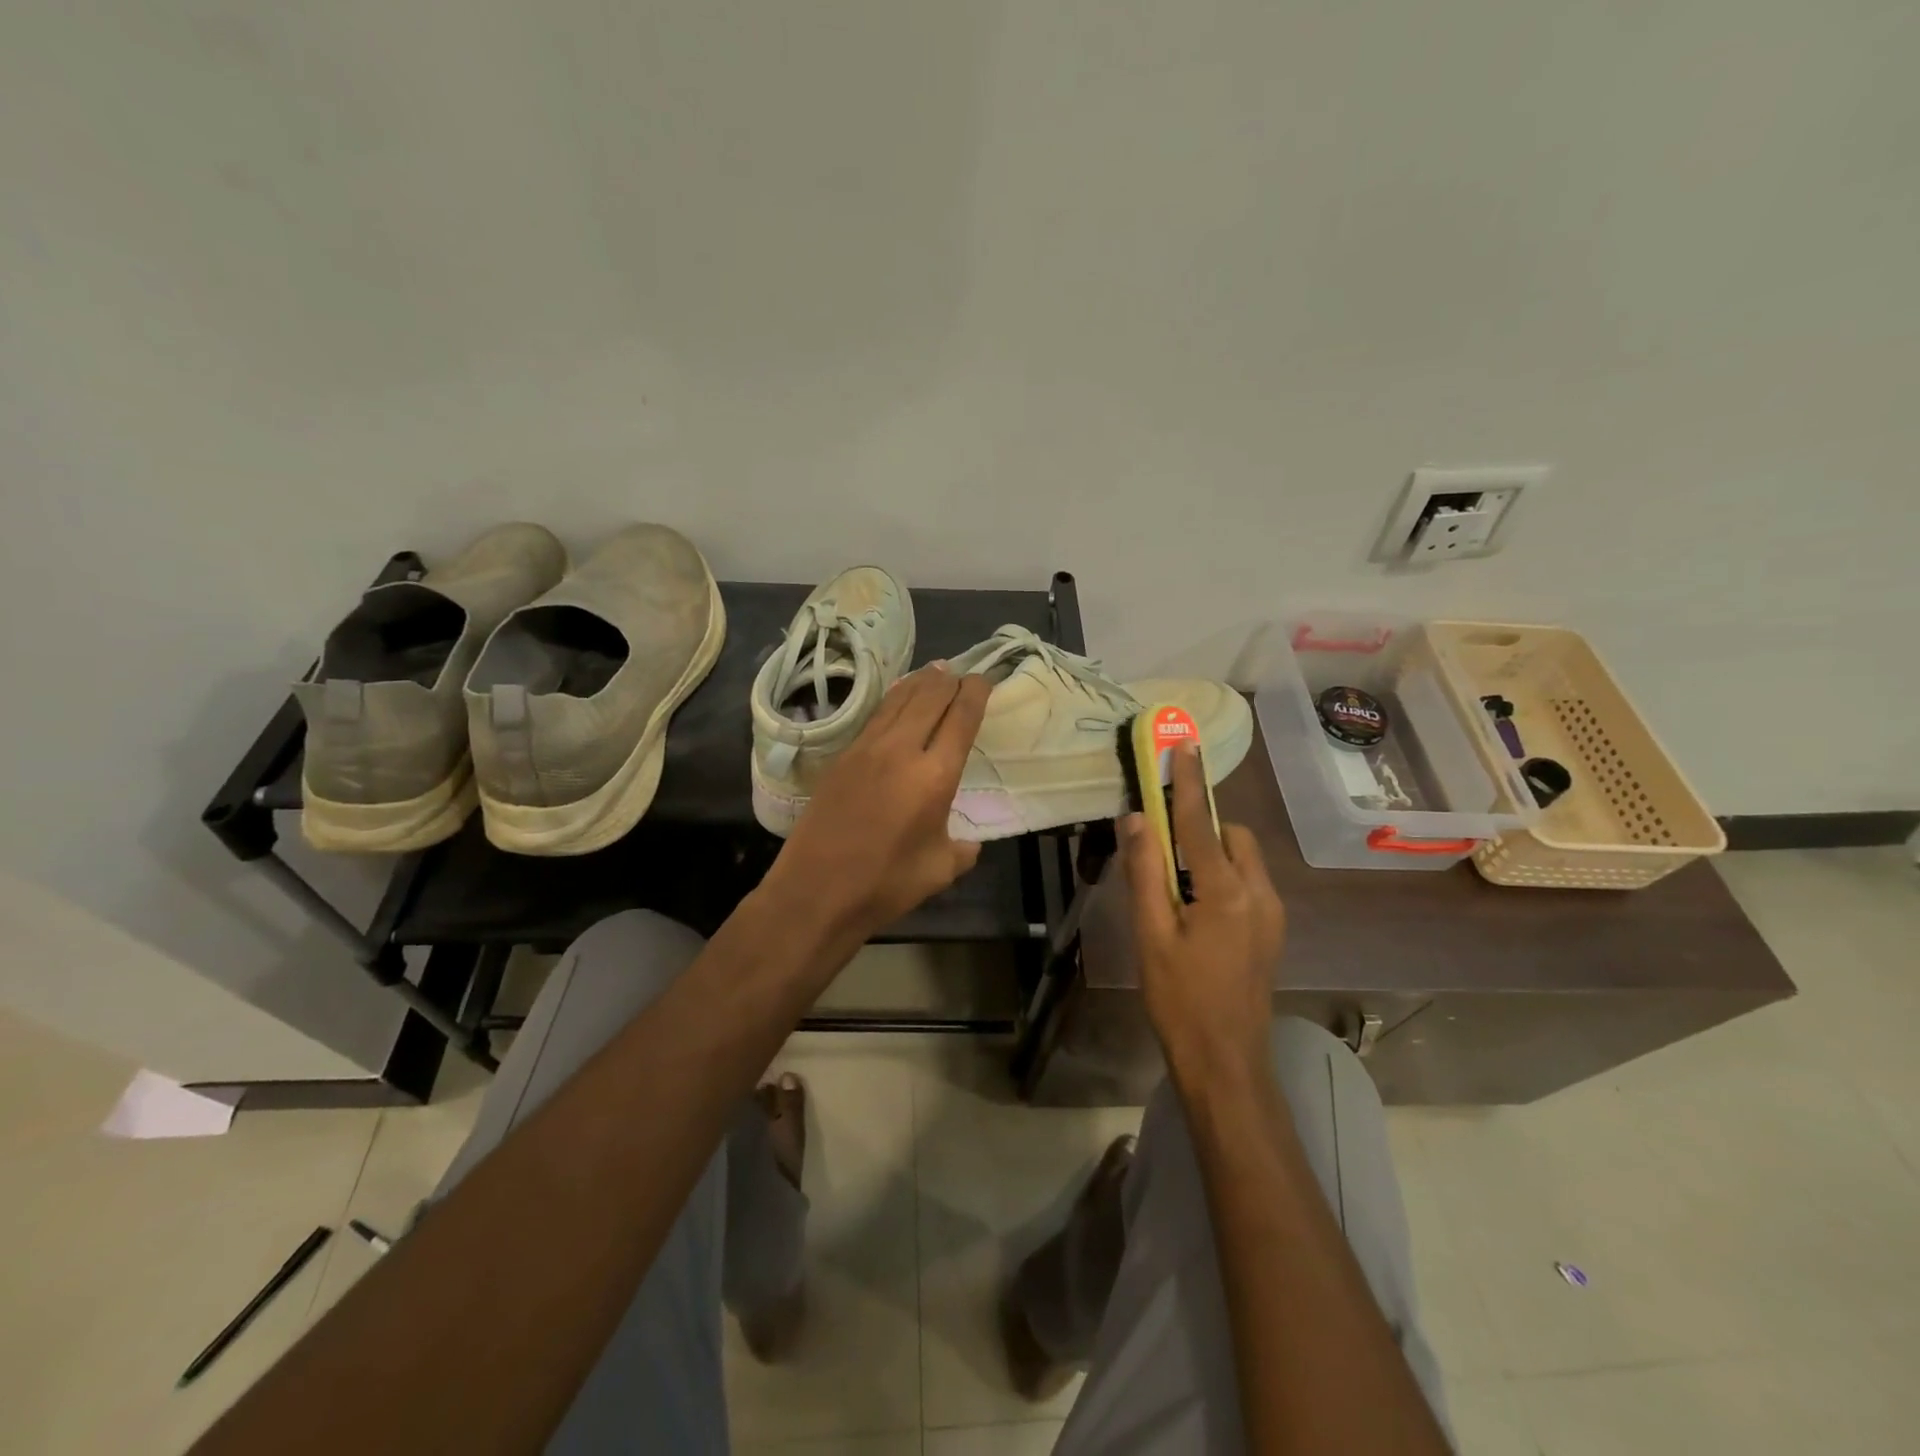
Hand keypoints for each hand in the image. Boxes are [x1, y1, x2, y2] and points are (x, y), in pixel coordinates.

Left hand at [767, 664, 990, 940]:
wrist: (816, 890)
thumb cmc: (885, 884)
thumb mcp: (939, 870)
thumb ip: (961, 850)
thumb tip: (967, 843)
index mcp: (935, 776)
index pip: (961, 717)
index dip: (976, 693)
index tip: (984, 680)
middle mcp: (902, 750)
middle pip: (930, 698)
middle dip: (950, 681)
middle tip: (962, 674)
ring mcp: (867, 749)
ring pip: (899, 700)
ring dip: (921, 682)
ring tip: (935, 671)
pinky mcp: (842, 757)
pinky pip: (875, 715)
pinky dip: (893, 699)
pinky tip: (897, 697)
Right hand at [1120, 743, 1285, 1090]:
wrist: (1227, 1062)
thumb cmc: (1180, 999)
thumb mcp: (1150, 935)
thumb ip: (1144, 873)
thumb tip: (1136, 819)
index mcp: (1226, 893)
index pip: (1200, 823)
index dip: (1189, 781)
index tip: (1185, 745)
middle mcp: (1259, 894)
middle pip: (1231, 836)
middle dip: (1200, 827)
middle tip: (1162, 848)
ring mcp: (1272, 914)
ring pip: (1242, 859)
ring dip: (1210, 853)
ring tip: (1174, 887)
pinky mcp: (1272, 931)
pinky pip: (1247, 883)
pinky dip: (1221, 876)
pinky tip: (1195, 910)